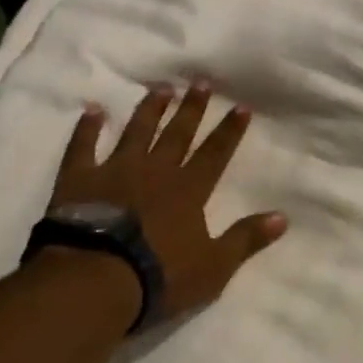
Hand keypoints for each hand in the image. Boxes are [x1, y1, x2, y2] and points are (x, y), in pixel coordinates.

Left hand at [49, 84, 287, 321]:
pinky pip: (83, 146)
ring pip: (137, 131)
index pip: (215, 153)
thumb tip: (282, 217)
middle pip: (178, 133)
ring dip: (150, 109)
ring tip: (161, 88)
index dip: (229, 130)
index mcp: (188, 190)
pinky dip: (87, 128)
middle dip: (192, 108)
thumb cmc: (159, 276)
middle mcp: (156, 170)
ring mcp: (116, 170)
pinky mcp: (79, 179)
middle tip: (201, 83)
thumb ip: (246, 239)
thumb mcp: (213, 266)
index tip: (241, 106)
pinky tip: (93, 110)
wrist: (95, 280)